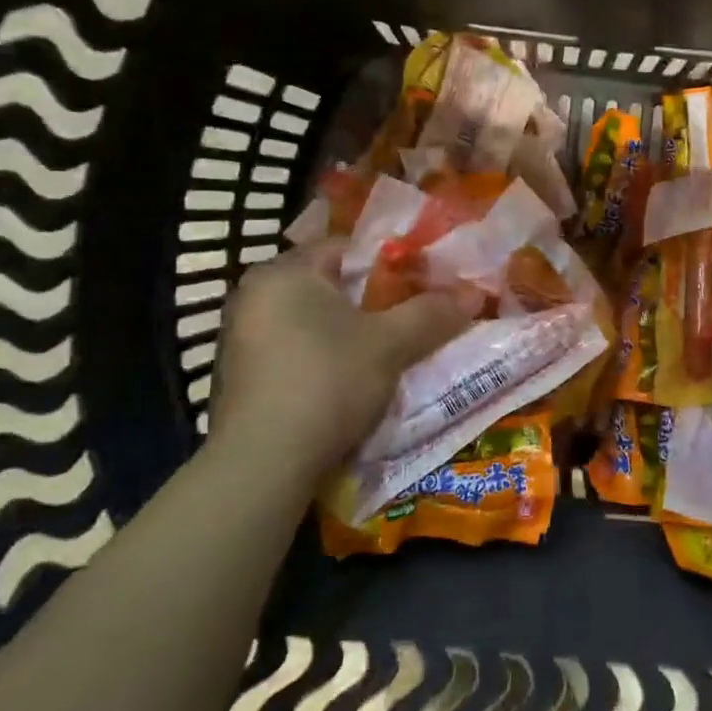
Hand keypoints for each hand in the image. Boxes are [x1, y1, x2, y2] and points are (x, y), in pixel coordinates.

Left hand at [204, 242, 471, 482]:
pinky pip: (291, 352)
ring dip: (345, 334)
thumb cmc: (327, 381)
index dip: (390, 263)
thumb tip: (473, 293)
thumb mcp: (390, 345)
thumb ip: (431, 314)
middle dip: (370, 302)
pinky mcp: (238, 377)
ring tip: (384, 354)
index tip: (422, 284)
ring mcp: (239, 337)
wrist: (263, 463)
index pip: (346, 247)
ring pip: (309, 322)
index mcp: (285, 271)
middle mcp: (253, 294)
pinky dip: (320, 360)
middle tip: (409, 320)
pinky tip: (344, 385)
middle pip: (328, 285)